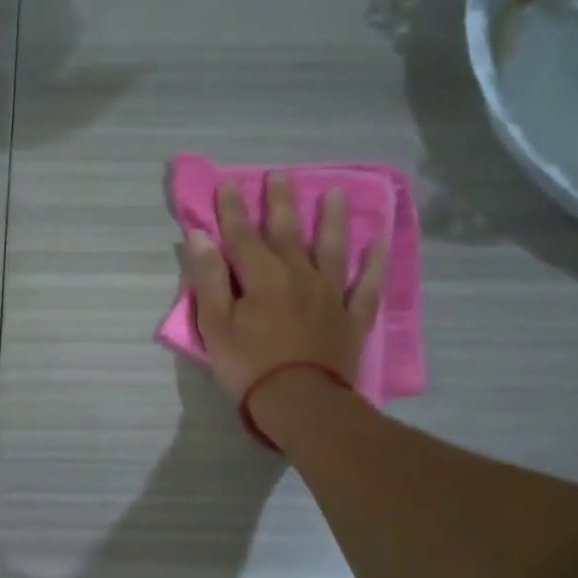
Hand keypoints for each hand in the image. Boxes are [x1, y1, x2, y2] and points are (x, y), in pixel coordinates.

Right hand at [184, 173, 386, 402]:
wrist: (300, 403)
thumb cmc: (249, 365)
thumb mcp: (215, 324)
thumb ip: (208, 278)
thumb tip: (200, 236)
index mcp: (262, 277)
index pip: (242, 235)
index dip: (232, 209)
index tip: (228, 183)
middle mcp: (299, 275)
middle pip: (288, 232)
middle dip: (281, 202)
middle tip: (281, 174)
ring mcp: (330, 295)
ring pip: (332, 249)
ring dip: (332, 220)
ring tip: (335, 194)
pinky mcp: (351, 318)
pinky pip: (365, 287)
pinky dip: (372, 265)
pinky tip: (377, 245)